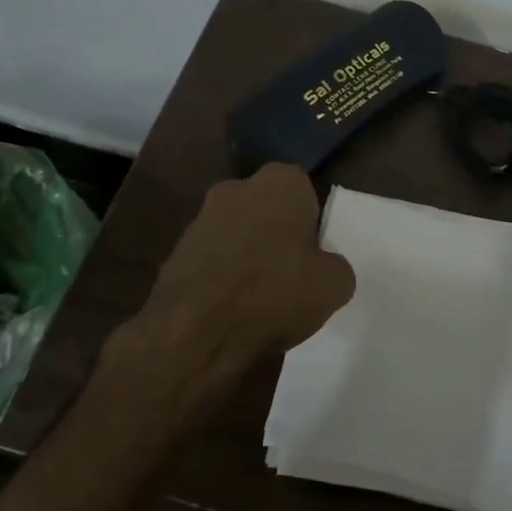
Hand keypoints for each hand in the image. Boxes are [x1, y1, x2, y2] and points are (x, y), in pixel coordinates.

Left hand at [120, 164, 355, 414]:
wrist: (195, 329)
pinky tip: (232, 308)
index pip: (305, 190)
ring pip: (238, 233)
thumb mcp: (334, 285)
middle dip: (277, 234)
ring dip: (247, 256)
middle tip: (292, 273)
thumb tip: (325, 267)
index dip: (312, 222)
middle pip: (267, 209)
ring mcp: (201, 218)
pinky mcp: (176, 251)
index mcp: (280, 182)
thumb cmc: (275, 292)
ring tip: (261, 298)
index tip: (316, 253)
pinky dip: (222, 277)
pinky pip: (212, 260)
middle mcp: (237, 188)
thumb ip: (335, 266)